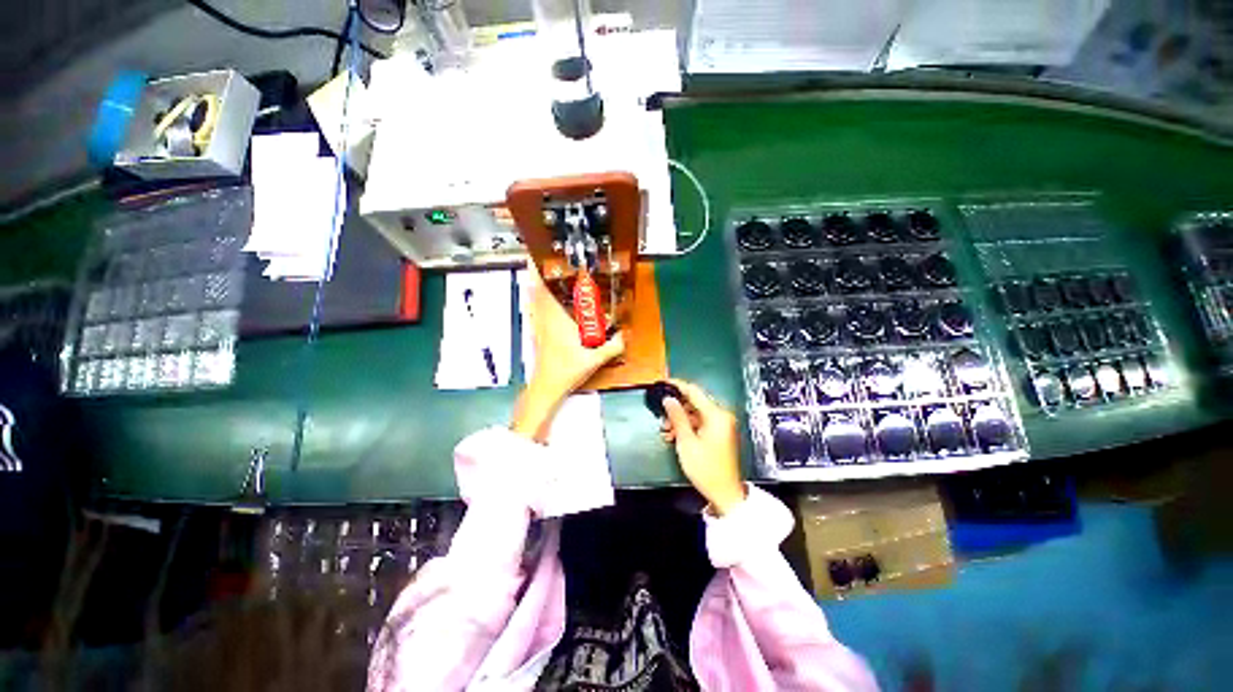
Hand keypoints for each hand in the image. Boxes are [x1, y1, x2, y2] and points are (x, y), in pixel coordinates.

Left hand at [512, 268, 623, 441]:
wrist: (548, 386)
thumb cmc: (568, 369)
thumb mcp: (595, 358)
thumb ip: (613, 346)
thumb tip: (625, 335)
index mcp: (556, 319)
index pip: (544, 290)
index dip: (539, 271)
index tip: (539, 255)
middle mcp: (544, 318)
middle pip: (534, 289)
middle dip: (536, 272)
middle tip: (543, 258)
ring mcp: (538, 325)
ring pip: (532, 299)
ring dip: (534, 284)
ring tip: (541, 272)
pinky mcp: (537, 332)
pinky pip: (533, 309)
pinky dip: (535, 299)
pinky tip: (541, 298)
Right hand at [660, 379, 745, 515]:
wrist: (725, 493)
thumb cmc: (706, 468)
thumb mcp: (686, 442)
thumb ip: (677, 417)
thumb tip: (668, 399)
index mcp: (716, 415)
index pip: (694, 392)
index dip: (677, 385)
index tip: (663, 382)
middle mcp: (721, 416)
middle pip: (695, 403)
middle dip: (676, 408)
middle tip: (661, 415)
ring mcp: (722, 425)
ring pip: (696, 414)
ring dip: (680, 420)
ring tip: (666, 431)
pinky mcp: (720, 433)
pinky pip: (701, 423)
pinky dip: (688, 427)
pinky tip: (675, 436)